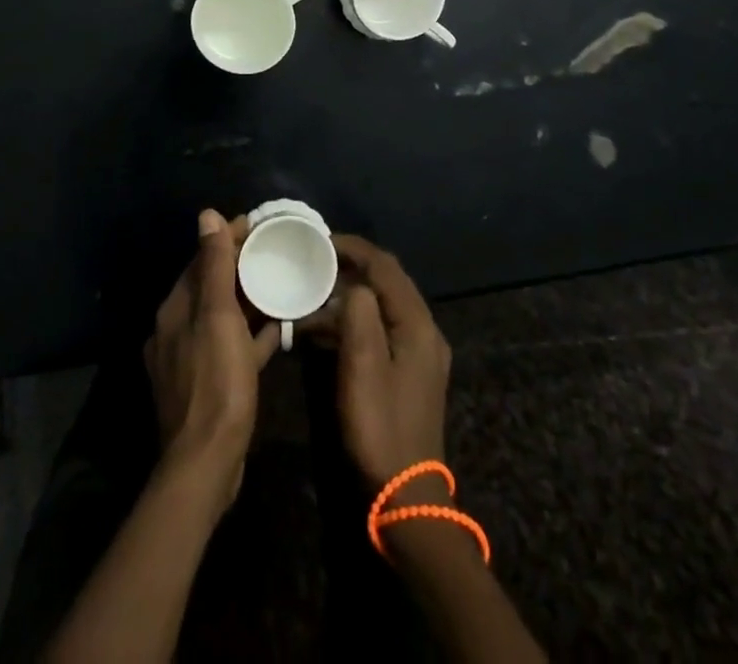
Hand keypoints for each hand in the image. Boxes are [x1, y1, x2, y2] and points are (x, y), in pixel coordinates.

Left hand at [143, 210, 280, 513]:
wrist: (206, 464)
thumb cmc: (216, 382)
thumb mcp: (218, 316)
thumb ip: (214, 266)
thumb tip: (206, 215)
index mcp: (176, 309)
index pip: (202, 260)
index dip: (228, 239)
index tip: (259, 225)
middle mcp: (177, 329)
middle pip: (211, 286)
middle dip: (240, 266)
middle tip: (275, 251)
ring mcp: (191, 359)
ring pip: (223, 316)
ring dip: (248, 299)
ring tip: (281, 283)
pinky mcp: (208, 384)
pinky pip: (232, 346)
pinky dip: (252, 334)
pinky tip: (279, 329)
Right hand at [312, 235, 452, 489]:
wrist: (406, 497)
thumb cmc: (381, 427)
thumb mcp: (363, 367)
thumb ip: (359, 315)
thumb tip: (354, 285)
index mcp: (418, 324)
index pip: (385, 266)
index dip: (353, 248)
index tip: (319, 240)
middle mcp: (425, 331)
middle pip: (387, 282)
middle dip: (351, 266)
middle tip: (314, 262)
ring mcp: (419, 353)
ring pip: (382, 305)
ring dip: (350, 296)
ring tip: (313, 294)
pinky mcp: (408, 372)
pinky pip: (381, 328)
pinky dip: (354, 321)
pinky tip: (325, 331)